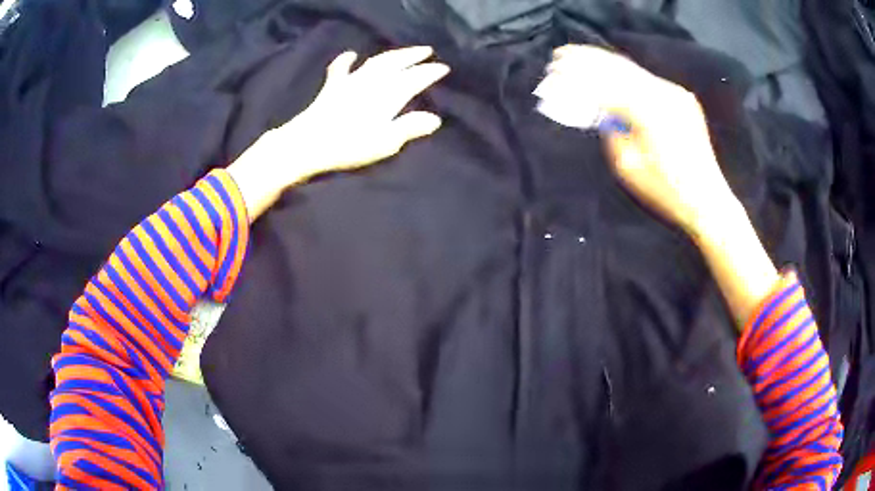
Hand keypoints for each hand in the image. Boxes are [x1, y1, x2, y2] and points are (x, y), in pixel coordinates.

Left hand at [228, 46, 449, 219]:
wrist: (308, 143)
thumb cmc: (349, 145)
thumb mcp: (386, 142)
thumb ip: (410, 127)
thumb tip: (434, 118)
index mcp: (389, 94)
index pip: (415, 78)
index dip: (430, 72)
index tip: (443, 68)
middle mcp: (372, 81)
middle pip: (396, 63)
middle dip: (413, 56)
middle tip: (427, 50)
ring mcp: (351, 81)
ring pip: (375, 61)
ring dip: (391, 54)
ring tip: (402, 51)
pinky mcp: (332, 87)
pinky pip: (341, 69)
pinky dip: (346, 61)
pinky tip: (351, 55)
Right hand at [536, 45, 777, 325]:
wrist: (707, 199)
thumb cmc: (665, 191)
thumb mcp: (627, 166)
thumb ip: (611, 130)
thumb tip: (602, 110)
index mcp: (648, 112)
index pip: (606, 84)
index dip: (578, 75)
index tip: (555, 67)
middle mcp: (664, 94)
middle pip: (618, 68)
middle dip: (587, 60)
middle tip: (561, 54)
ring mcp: (676, 93)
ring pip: (633, 71)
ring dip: (605, 64)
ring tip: (580, 57)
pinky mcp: (682, 98)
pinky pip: (647, 80)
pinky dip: (625, 75)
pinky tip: (611, 73)